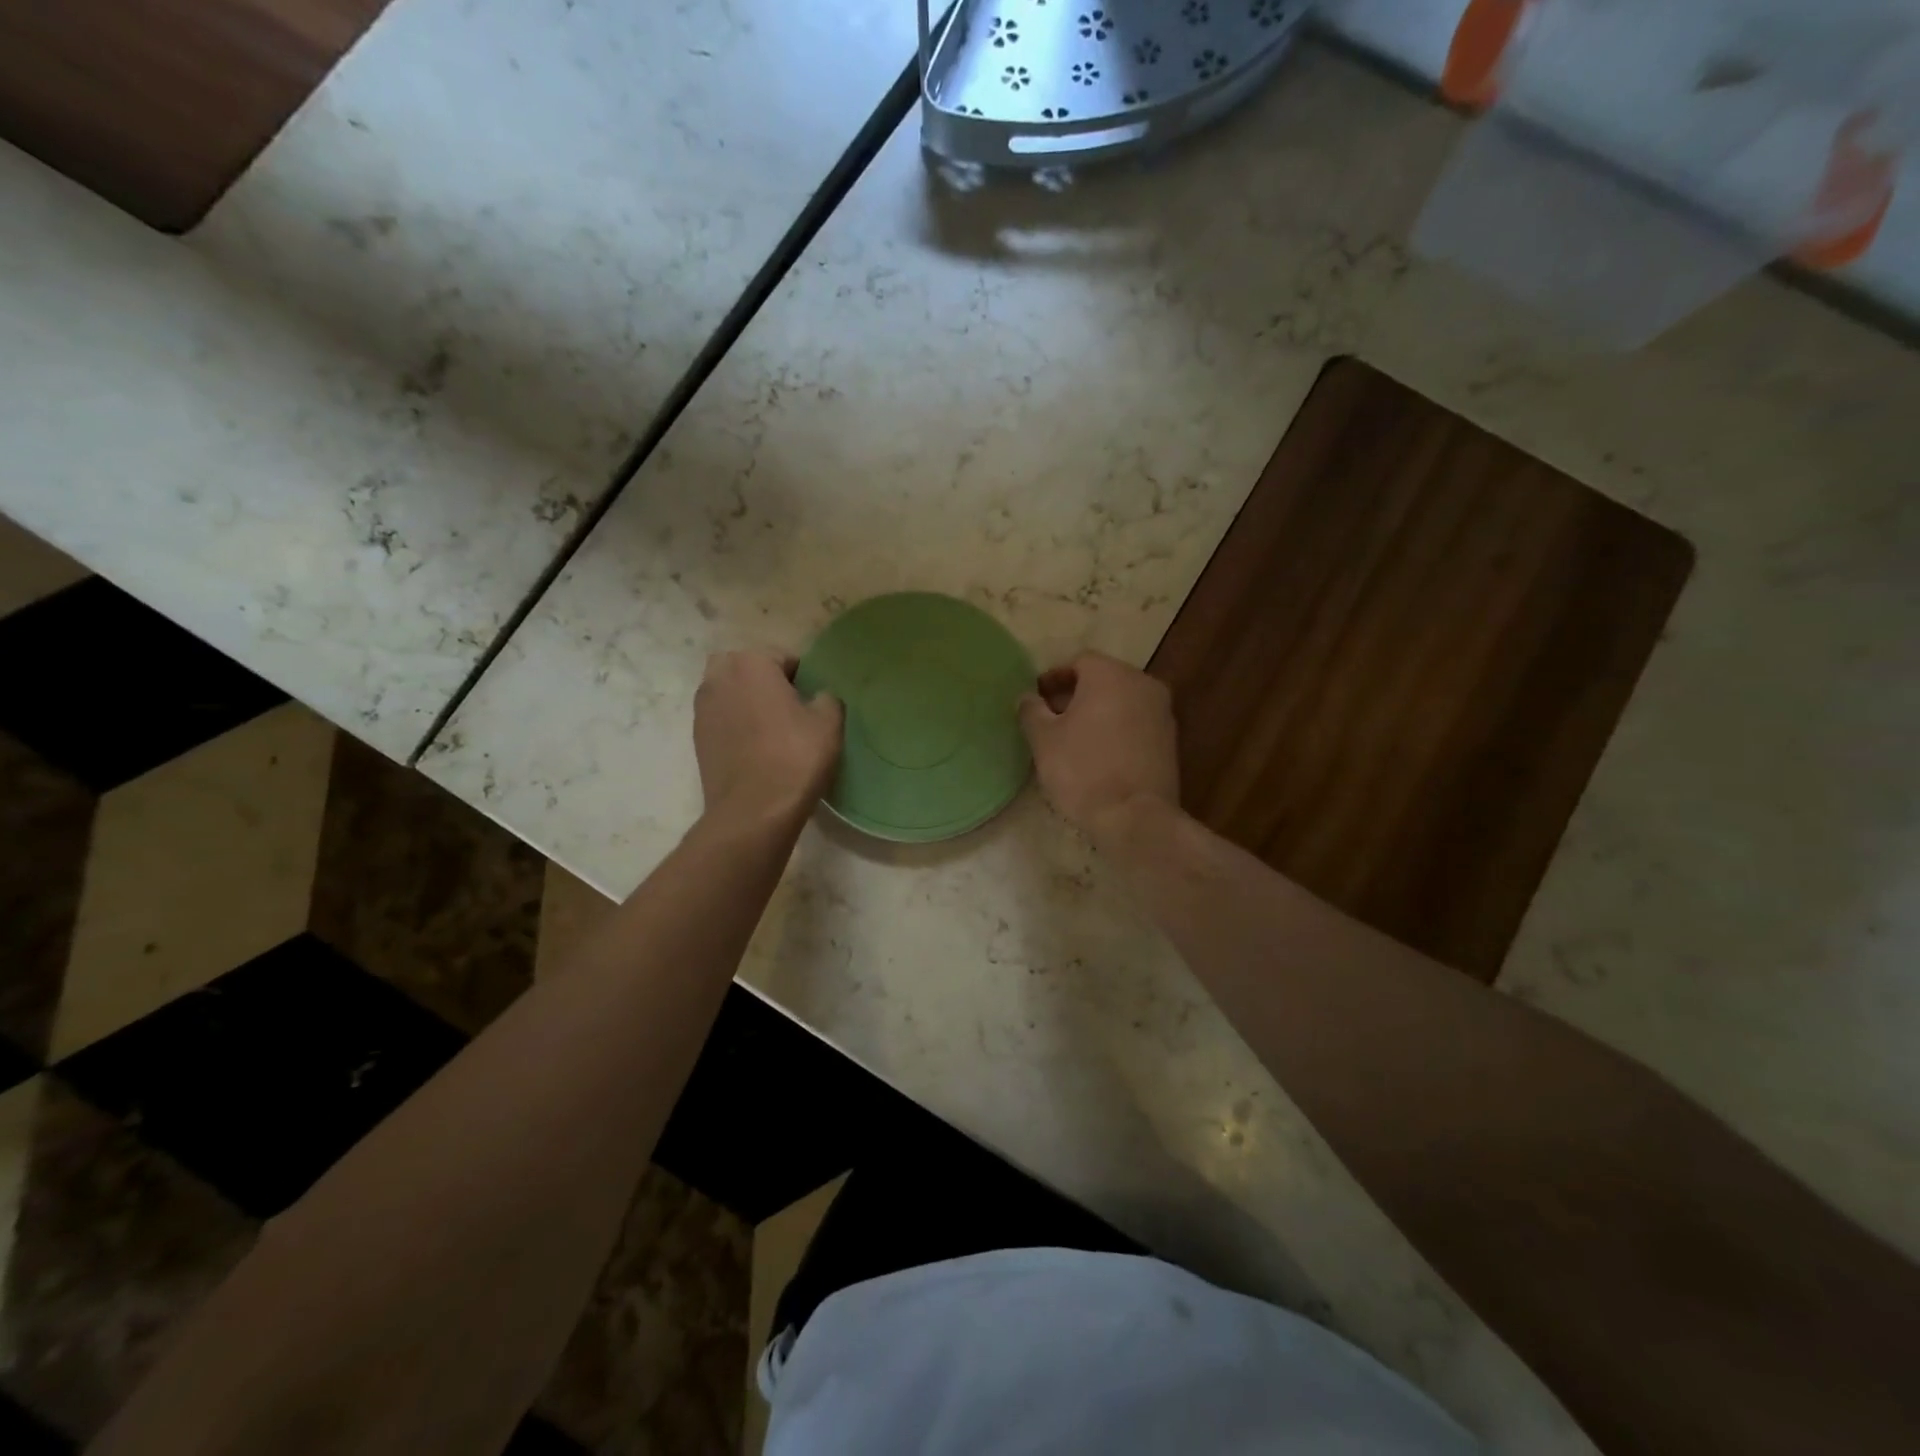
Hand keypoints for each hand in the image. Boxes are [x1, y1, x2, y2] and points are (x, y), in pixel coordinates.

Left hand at [694, 651, 842, 822]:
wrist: (753, 811)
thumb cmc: (795, 758)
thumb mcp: (829, 723)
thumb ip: (827, 698)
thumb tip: (818, 697)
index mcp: (751, 663)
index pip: (783, 657)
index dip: (802, 677)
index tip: (813, 702)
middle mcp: (719, 677)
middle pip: (747, 668)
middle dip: (765, 681)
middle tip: (789, 709)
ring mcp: (702, 708)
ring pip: (729, 692)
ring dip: (746, 702)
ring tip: (771, 730)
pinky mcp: (697, 737)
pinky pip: (720, 719)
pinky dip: (735, 725)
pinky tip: (755, 748)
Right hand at [1018, 651, 1179, 847]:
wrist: (1134, 817)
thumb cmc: (1083, 770)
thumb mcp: (1043, 740)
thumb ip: (1031, 710)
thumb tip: (1028, 698)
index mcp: (1111, 675)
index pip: (1079, 661)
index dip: (1054, 678)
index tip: (1036, 699)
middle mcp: (1143, 684)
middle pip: (1103, 679)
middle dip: (1075, 695)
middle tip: (1050, 719)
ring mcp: (1162, 713)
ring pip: (1121, 702)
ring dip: (1097, 713)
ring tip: (1072, 740)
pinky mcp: (1170, 741)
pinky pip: (1136, 724)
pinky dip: (1116, 730)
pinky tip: (1098, 755)